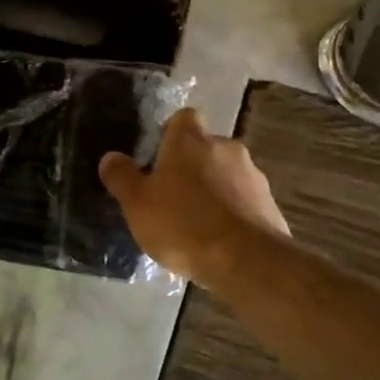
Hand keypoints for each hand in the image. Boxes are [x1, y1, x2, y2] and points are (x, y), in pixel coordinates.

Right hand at [99, 108, 288, 282]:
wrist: (247, 261)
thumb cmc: (182, 224)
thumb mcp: (137, 204)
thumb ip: (122, 177)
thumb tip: (110, 157)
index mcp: (190, 140)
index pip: (183, 118)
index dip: (171, 133)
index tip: (158, 156)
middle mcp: (225, 147)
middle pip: (205, 147)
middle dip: (191, 165)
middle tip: (171, 195)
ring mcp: (252, 174)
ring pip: (226, 173)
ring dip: (214, 189)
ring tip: (196, 222)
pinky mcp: (269, 203)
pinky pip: (243, 200)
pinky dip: (232, 212)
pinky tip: (219, 238)